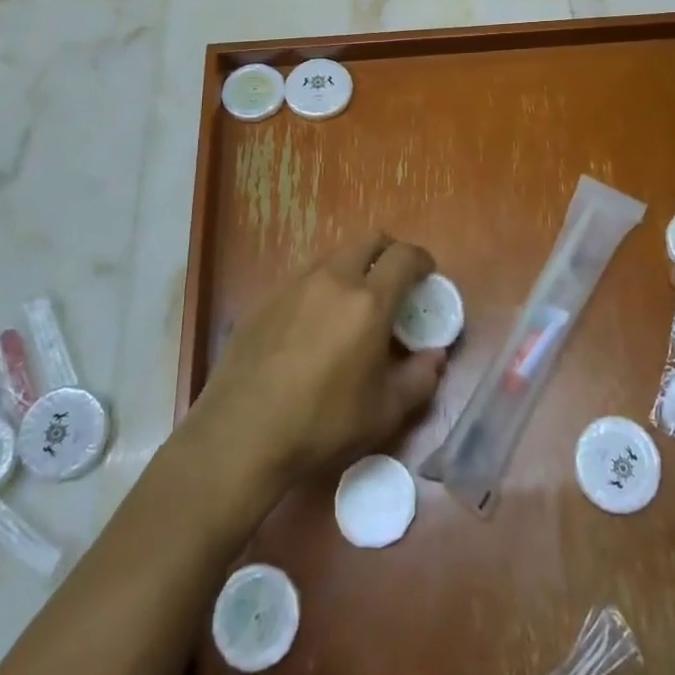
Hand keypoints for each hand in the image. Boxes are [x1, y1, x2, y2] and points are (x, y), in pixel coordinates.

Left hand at [193, 232, 445, 489]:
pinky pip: (305, 275)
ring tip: (356, 301)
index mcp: (368, 301)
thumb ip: (419, 378)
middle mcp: (333, 279)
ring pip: (335, 254)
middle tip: (396, 282)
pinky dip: (324, 283)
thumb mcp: (384, 412)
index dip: (422, 261)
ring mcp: (295, 284)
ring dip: (355, 265)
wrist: (240, 434)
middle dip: (390, 253)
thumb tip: (435, 356)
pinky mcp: (267, 298)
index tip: (427, 277)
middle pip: (369, 240)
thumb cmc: (322, 423)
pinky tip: (317, 321)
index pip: (404, 256)